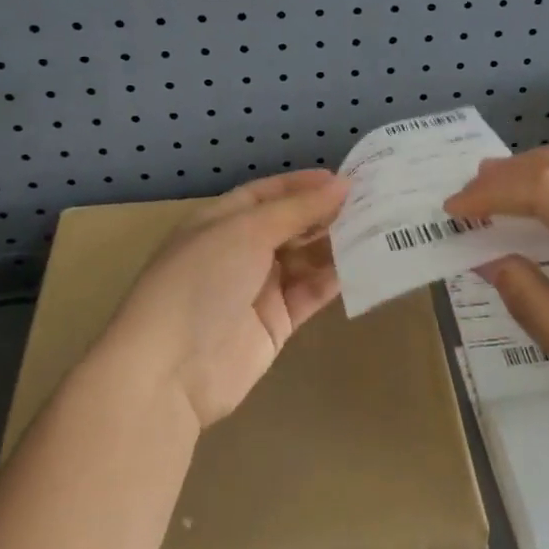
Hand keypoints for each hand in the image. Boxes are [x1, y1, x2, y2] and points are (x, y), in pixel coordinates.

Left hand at [100, 170, 349, 428]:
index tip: (344, 179)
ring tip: (377, 229)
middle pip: (289, 225)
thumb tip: (342, 184)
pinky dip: (334, 279)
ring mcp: (257, 289)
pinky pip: (310, 293)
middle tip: (372, 202)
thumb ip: (297, 209)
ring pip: (304, 259)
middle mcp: (239, 251)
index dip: (303, 185)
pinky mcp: (276, 324)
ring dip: (335, 245)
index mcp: (221, 221)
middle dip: (325, 214)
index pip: (266, 194)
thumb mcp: (247, 231)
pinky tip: (364, 265)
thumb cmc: (202, 280)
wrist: (171, 369)